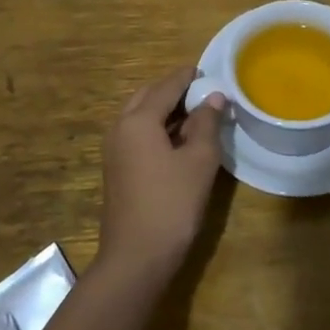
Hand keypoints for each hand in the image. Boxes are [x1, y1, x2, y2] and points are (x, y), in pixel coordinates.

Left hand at [97, 66, 226, 283]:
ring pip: (140, 116)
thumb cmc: (171, 204)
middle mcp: (120, 127)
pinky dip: (157, 128)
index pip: (166, 86)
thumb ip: (207, 124)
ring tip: (196, 113)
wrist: (135, 258)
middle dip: (173, 90)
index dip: (188, 77)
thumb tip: (215, 97)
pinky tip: (179, 140)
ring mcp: (114, 150)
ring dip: (165, 110)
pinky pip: (136, 134)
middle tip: (202, 92)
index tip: (208, 72)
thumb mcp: (199, 161)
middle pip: (148, 97)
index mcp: (138, 120)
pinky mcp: (116, 169)